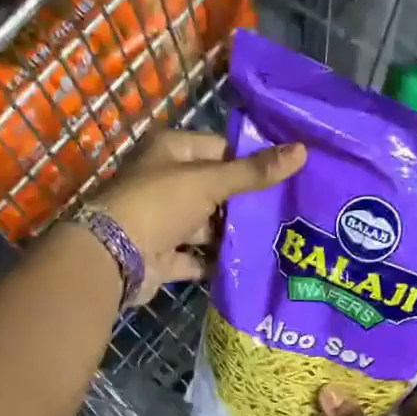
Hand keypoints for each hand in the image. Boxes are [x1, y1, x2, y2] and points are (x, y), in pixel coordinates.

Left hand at [89, 131, 305, 303]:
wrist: (113, 257)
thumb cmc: (159, 204)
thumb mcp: (209, 182)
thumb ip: (253, 173)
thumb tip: (303, 151)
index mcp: (172, 152)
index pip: (220, 149)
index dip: (250, 160)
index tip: (285, 175)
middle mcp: (166, 183)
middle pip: (215, 189)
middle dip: (245, 203)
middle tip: (286, 212)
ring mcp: (164, 221)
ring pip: (207, 225)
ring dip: (232, 234)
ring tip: (274, 240)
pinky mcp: (164, 256)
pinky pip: (197, 258)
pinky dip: (216, 263)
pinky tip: (248, 266)